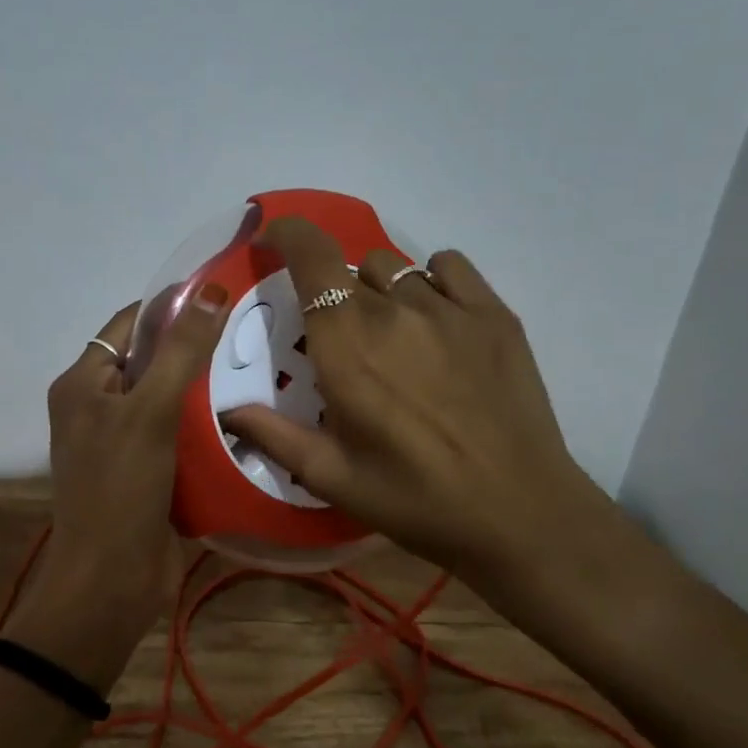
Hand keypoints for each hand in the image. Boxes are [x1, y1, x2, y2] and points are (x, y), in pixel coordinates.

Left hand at [2, 289, 231, 688]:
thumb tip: (212, 290)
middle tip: (254, 327)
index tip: (225, 291)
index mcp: (83, 382)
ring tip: (261, 362)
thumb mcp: (149, 412)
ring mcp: (124, 441)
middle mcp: (99, 405)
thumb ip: (180, 351)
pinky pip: (181, 433)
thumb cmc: (120, 489)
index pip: (129, 323)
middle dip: (196, 345)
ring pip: (170, 397)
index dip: (172, 304)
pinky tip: (251, 411)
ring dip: (207, 385)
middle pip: (152, 359)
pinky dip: (208, 422)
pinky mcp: (149, 471)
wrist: (110, 585)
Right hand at [221, 217, 620, 587]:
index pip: (311, 256)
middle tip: (341, 340)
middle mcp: (394, 312)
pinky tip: (434, 320)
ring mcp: (449, 309)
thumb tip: (227, 409)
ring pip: (395, 268)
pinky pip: (448, 266)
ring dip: (378, 290)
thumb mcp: (331, 476)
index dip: (286, 234)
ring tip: (391, 336)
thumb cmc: (414, 499)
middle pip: (349, 267)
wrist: (520, 514)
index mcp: (347, 345)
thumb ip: (271, 435)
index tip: (270, 241)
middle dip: (331, 292)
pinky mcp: (494, 315)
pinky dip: (430, 281)